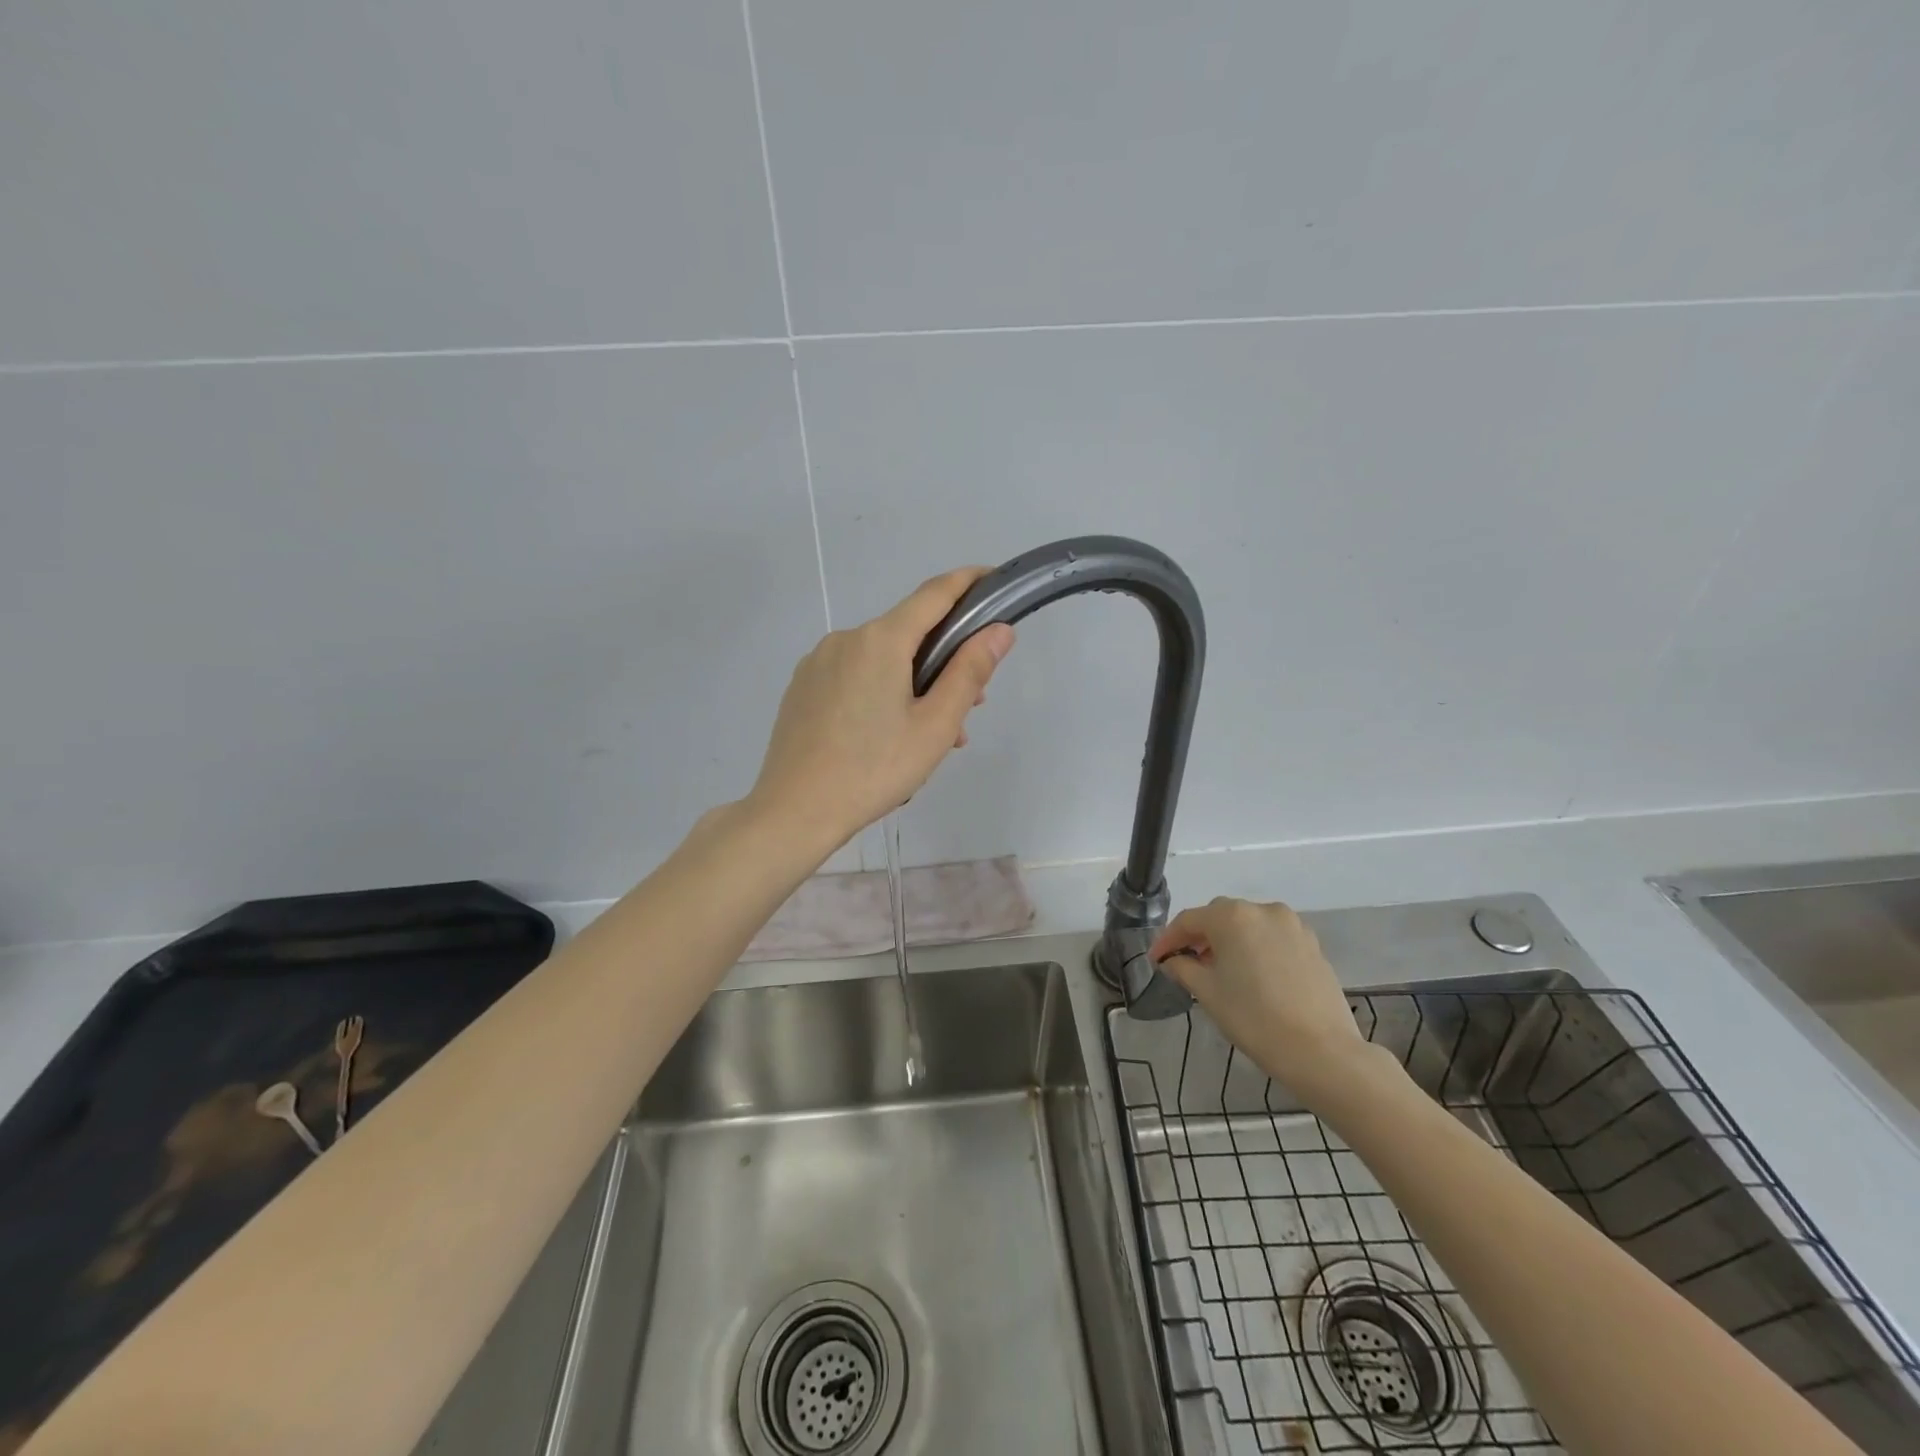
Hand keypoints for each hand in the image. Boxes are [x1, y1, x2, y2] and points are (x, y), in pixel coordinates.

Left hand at [749, 568, 1014, 852]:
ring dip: (914, 685)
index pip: (934, 593)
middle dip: (944, 661)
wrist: (794, 811)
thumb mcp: (935, 726)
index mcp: (881, 640)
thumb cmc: (874, 770)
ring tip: (929, 739)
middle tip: (968, 709)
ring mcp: (818, 662)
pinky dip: (881, 694)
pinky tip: (887, 739)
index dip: (969, 582)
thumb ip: (970, 672)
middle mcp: (846, 638)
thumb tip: (999, 630)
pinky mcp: (803, 686)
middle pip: (908, 634)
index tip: (995, 582)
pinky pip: (855, 677)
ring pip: (882, 660)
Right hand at [1151, 897, 1378, 1102]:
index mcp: (1232, 917)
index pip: (1189, 920)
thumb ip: (1183, 969)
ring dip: (1229, 941)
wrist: (1321, 1052)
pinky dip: (1255, 948)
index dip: (1168, 940)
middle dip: (1199, 937)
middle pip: (1219, 917)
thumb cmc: (1254, 1018)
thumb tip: (1172, 961)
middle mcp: (1263, 910)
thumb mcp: (1208, 993)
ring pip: (1248, 925)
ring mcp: (1292, 926)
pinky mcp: (1312, 945)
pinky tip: (1251, 975)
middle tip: (1184, 963)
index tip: (1156, 960)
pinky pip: (1272, 938)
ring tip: (1219, 970)